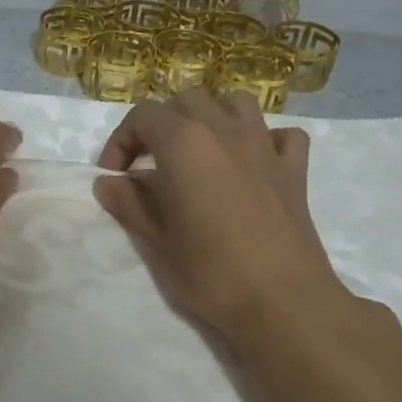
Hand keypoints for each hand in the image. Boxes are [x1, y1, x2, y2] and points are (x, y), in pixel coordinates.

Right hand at [92, 88, 357, 349]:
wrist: (281, 301)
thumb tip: (107, 182)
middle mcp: (225, 131)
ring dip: (212, 117)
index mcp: (184, 144)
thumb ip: (128, 203)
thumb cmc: (210, 272)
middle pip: (187, 100)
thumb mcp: (155, 242)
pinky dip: (264, 140)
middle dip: (163, 123)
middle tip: (151, 164)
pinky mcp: (295, 170)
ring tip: (200, 151)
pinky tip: (252, 164)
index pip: (143, 115)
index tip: (114, 175)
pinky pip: (282, 135)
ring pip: (236, 103)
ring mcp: (265, 146)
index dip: (121, 140)